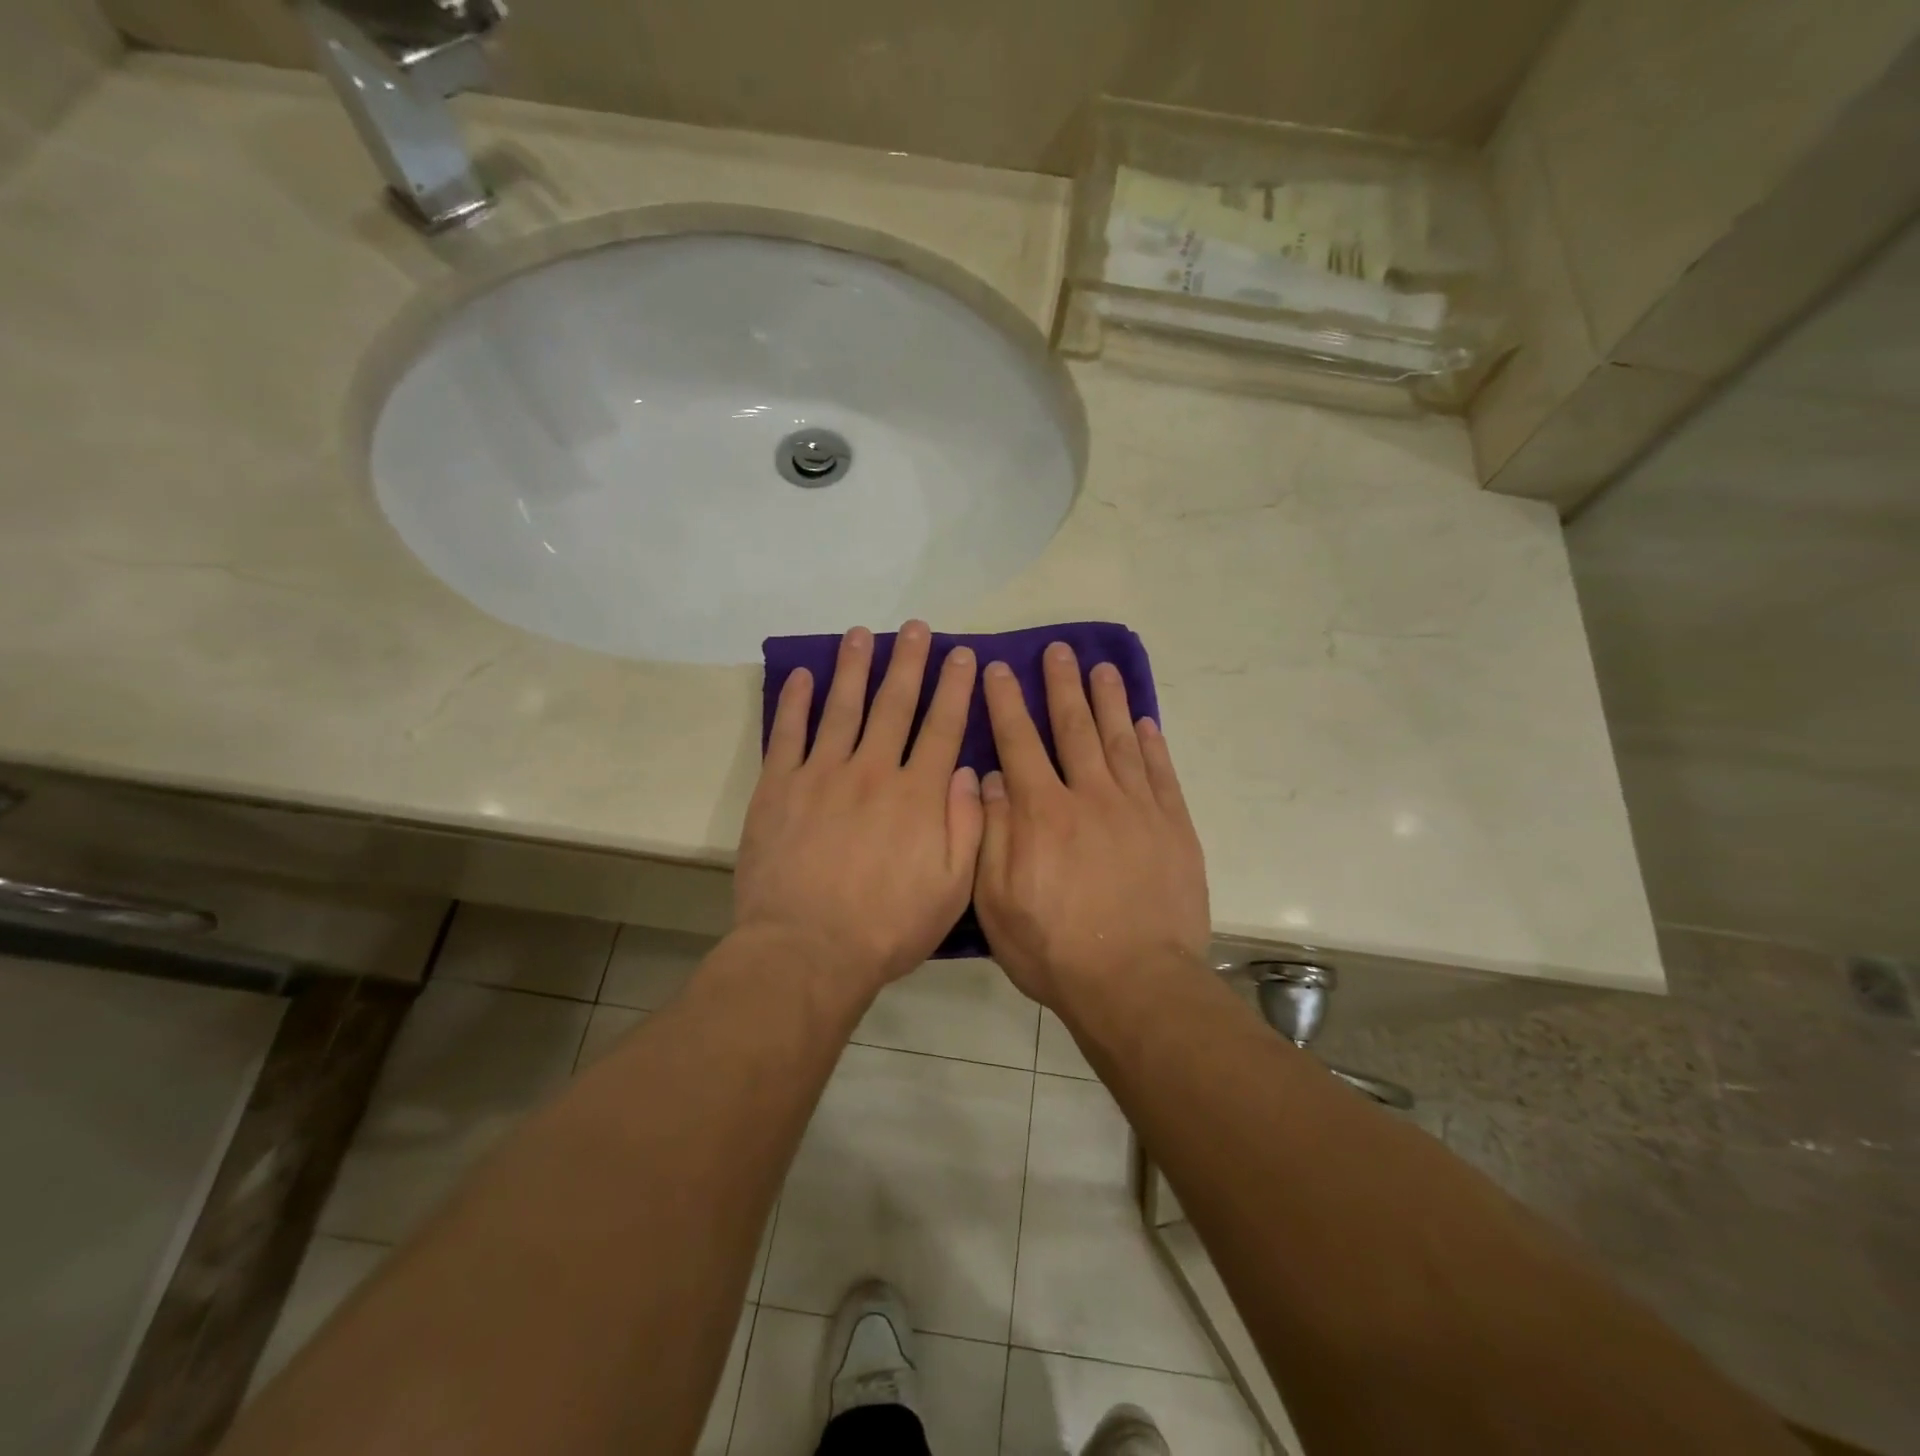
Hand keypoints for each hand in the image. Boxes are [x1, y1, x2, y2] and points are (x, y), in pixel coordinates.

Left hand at [735, 621, 983, 995]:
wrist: (807, 950)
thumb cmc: (887, 927)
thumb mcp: (952, 888)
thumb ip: (967, 827)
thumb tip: (966, 772)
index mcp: (918, 795)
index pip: (943, 726)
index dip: (955, 687)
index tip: (962, 654)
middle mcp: (873, 771)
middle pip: (895, 704)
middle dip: (909, 661)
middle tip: (916, 627)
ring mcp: (822, 774)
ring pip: (842, 707)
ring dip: (854, 667)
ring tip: (861, 633)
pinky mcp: (779, 787)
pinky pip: (788, 733)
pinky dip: (795, 701)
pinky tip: (803, 675)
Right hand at [973, 643, 1209, 1008]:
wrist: (1134, 982)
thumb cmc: (1054, 948)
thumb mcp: (996, 900)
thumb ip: (991, 833)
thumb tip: (989, 778)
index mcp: (1041, 812)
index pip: (1018, 742)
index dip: (1006, 702)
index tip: (1000, 668)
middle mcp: (1089, 796)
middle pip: (1074, 727)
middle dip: (1062, 685)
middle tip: (1058, 650)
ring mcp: (1137, 809)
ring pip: (1120, 740)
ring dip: (1109, 701)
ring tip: (1103, 668)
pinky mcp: (1173, 828)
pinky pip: (1162, 774)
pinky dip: (1153, 744)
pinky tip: (1146, 722)